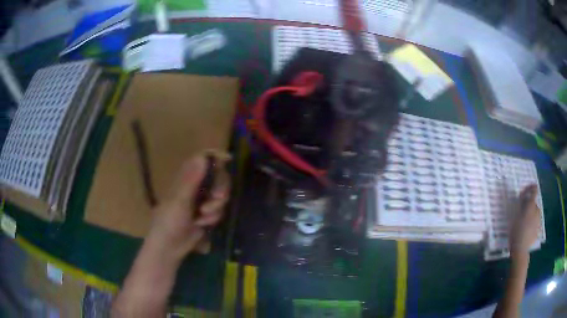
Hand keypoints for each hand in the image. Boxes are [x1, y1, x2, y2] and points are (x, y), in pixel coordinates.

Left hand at [148, 154, 230, 257]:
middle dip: (221, 189)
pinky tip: (202, 224)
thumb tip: (202, 157)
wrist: (170, 247)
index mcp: (186, 178)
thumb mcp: (180, 201)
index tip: (229, 160)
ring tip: (202, 218)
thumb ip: (191, 180)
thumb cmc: (169, 221)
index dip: (216, 157)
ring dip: (216, 208)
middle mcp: (196, 186)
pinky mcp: (207, 213)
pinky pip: (220, 210)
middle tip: (216, 198)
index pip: (203, 159)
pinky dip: (214, 218)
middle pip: (218, 176)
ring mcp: (202, 200)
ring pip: (221, 195)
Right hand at [509, 184, 541, 259]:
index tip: (529, 188)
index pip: (534, 191)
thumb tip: (524, 198)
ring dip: (530, 215)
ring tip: (524, 223)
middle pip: (533, 204)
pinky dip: (532, 224)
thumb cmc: (516, 232)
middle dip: (529, 206)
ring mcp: (538, 221)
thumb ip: (520, 205)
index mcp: (531, 206)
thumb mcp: (515, 217)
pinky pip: (535, 223)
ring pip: (535, 214)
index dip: (532, 187)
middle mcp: (537, 210)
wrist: (520, 250)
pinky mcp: (538, 229)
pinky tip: (526, 231)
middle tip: (522, 212)